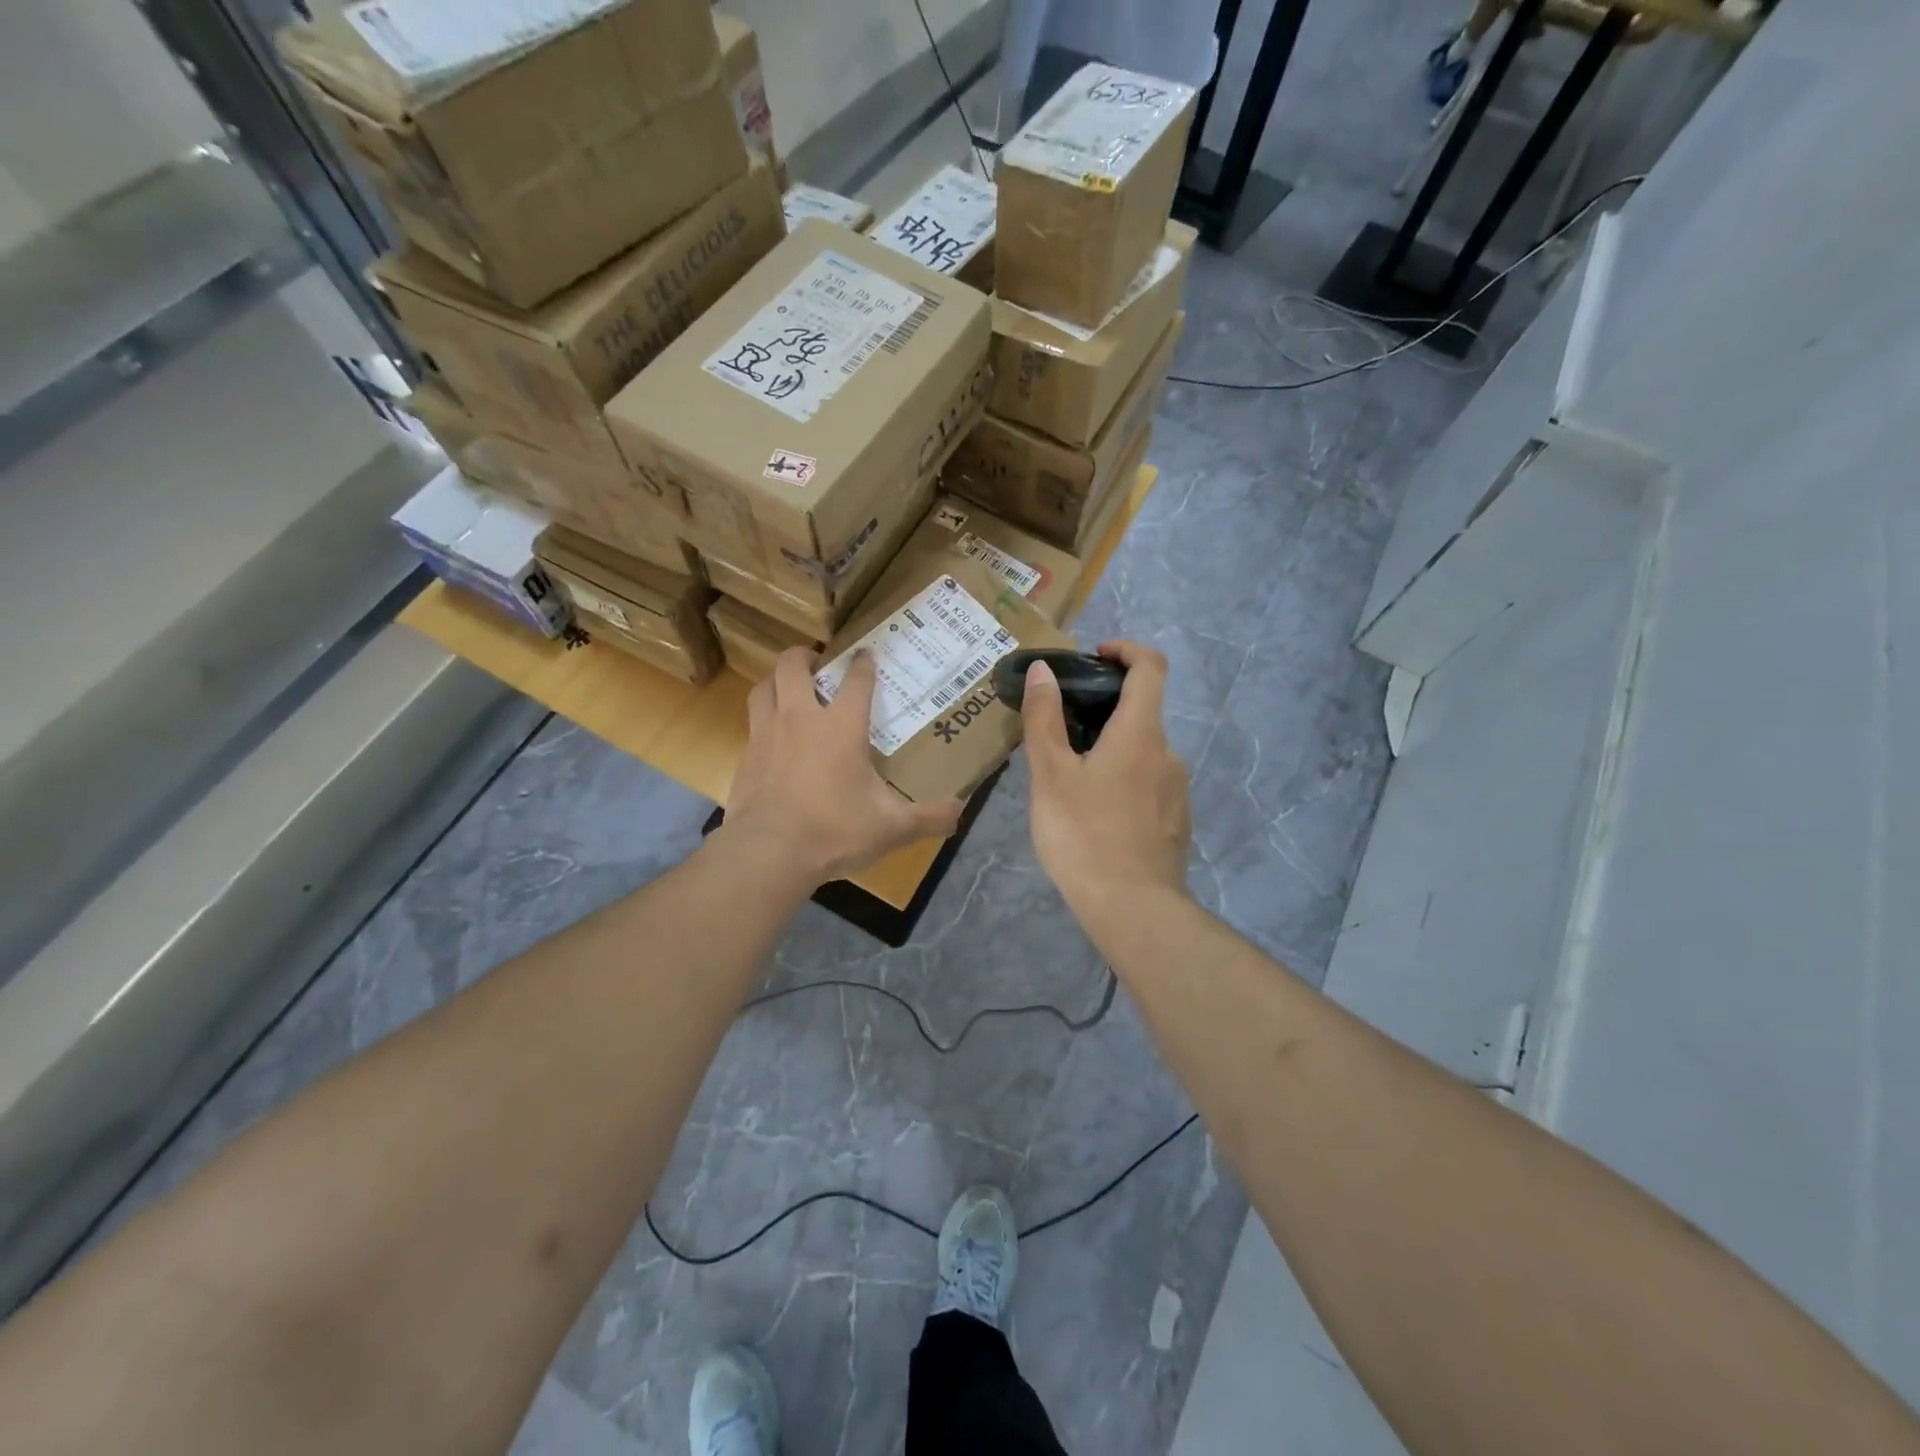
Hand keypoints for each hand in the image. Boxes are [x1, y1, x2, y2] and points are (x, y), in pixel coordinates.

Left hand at [725, 648, 963, 884]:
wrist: (770, 852)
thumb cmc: (836, 830)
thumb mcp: (891, 827)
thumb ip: (929, 818)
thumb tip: (960, 812)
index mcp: (841, 727)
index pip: (856, 681)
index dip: (863, 664)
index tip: (866, 654)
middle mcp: (801, 719)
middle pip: (793, 666)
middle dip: (804, 656)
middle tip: (815, 661)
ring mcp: (767, 736)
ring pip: (763, 689)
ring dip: (775, 682)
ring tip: (787, 688)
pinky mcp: (745, 759)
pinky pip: (751, 726)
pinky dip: (762, 722)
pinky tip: (772, 742)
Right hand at [1023, 642, 1191, 917]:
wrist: (1132, 909)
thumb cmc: (1084, 835)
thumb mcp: (1051, 775)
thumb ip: (1045, 719)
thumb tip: (1044, 670)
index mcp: (1141, 733)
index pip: (1151, 667)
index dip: (1127, 650)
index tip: (1096, 656)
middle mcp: (1168, 753)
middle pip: (1141, 712)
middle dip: (1103, 710)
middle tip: (1060, 732)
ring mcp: (1177, 790)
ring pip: (1142, 752)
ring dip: (1111, 750)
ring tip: (1069, 779)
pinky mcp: (1176, 821)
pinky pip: (1148, 784)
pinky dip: (1122, 780)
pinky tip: (1094, 814)